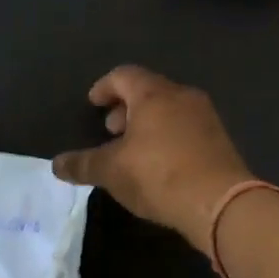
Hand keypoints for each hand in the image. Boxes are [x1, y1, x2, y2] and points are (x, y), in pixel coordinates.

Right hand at [52, 65, 254, 257]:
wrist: (221, 203)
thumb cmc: (159, 175)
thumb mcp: (112, 171)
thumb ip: (83, 164)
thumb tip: (56, 164)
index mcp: (154, 94)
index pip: (124, 75)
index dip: (105, 87)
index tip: (93, 102)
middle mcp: (182, 96)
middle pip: (149, 89)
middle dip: (126, 107)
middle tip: (111, 129)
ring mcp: (206, 117)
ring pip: (170, 109)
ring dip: (148, 123)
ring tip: (134, 150)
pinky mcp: (220, 140)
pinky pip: (187, 127)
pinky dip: (168, 136)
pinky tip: (161, 164)